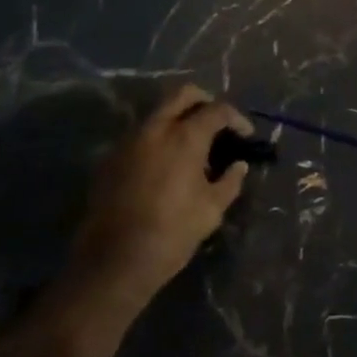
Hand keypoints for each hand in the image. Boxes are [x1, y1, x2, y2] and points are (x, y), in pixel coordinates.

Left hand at [70, 85, 251, 305]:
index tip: (245, 134)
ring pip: (158, 112)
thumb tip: (239, 165)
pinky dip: (158, 138)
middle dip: (204, 101)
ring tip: (191, 144)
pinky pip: (140, 135)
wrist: (113, 262)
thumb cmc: (171, 234)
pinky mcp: (111, 158)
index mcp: (185, 137)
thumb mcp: (211, 211)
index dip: (236, 118)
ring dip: (178, 118)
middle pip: (183, 94)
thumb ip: (229, 181)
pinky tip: (165, 164)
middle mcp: (156, 128)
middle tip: (216, 123)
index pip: (218, 110)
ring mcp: (129, 141)